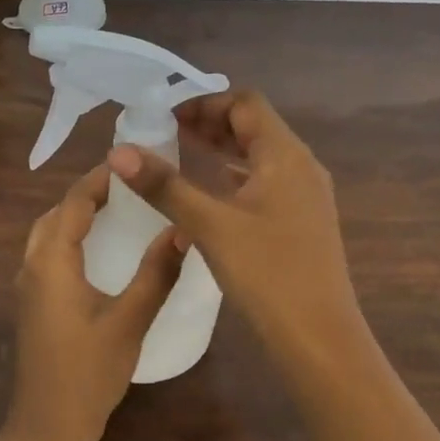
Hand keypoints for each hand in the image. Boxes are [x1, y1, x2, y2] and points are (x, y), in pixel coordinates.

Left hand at [8, 163, 186, 440]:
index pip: (73, 203)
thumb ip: (156, 274)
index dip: (100, 179)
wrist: (48, 427)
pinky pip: (49, 254)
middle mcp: (33, 266)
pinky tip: (99, 250)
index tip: (133, 162)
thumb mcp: (129, 322)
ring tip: (117, 208)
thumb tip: (184, 229)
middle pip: (56, 214)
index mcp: (51, 263)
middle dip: (87, 193)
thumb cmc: (88, 373)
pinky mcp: (33, 304)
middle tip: (129, 184)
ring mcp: (29, 287)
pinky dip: (71, 238)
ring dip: (77, 215)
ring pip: (48, 234)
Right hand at [108, 89, 364, 365]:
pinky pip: (265, 183)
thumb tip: (119, 151)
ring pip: (259, 157)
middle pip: (254, 127)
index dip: (205, 102)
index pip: (245, 103)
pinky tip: (209, 194)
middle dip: (210, 124)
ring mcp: (305, 196)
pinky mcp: (302, 222)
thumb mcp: (211, 225)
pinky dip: (235, 178)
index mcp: (285, 155)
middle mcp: (301, 167)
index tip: (166, 116)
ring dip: (222, 150)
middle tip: (166, 133)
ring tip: (180, 154)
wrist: (319, 338)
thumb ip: (165, 186)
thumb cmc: (267, 273)